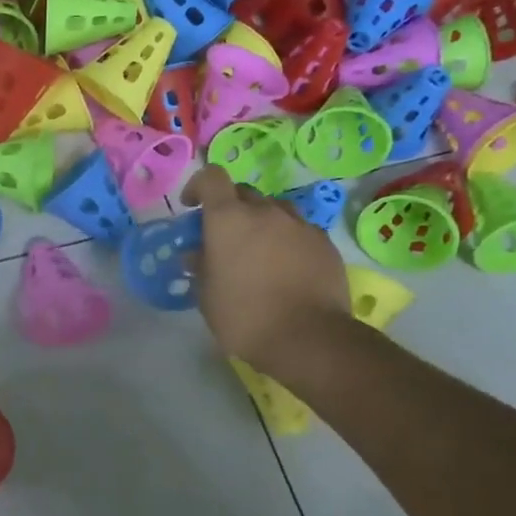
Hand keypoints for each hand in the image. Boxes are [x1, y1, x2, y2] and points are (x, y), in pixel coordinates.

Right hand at [181, 166, 350, 374]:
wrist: (308, 338)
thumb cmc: (244, 316)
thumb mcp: (206, 295)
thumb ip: (200, 267)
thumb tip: (197, 254)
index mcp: (228, 219)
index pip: (212, 178)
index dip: (198, 186)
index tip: (191, 207)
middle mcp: (265, 212)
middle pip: (243, 193)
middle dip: (230, 208)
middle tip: (224, 238)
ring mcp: (299, 225)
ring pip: (275, 209)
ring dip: (261, 222)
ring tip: (258, 252)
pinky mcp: (324, 244)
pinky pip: (299, 230)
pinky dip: (287, 240)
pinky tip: (286, 268)